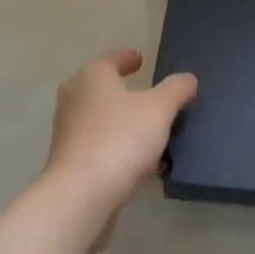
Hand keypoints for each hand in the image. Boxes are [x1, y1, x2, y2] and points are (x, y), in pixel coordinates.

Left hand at [44, 51, 197, 216]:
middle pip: (101, 88)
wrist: (81, 195)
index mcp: (92, 77)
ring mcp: (67, 132)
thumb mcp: (160, 109)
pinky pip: (97, 145)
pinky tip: (136, 160)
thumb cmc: (121, 138)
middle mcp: (74, 99)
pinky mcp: (68, 162)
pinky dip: (115, 145)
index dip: (127, 58)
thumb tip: (187, 79)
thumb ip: (176, 90)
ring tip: (147, 129)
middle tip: (145, 93)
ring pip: (99, 118)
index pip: (111, 59)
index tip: (140, 59)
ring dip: (120, 121)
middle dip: (122, 90)